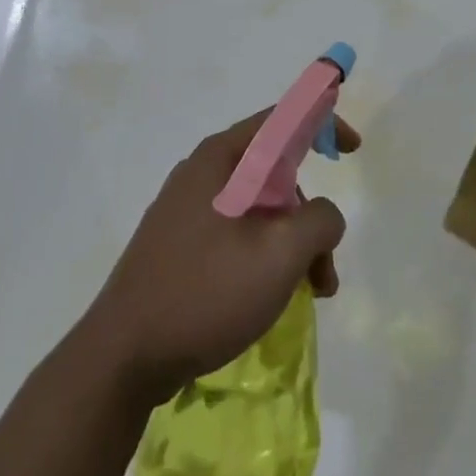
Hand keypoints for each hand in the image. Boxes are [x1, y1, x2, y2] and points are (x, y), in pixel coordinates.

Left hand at [84, 112, 359, 405]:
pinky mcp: (179, 244)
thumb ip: (319, 220)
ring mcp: (187, 209)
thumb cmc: (205, 292)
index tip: (352, 149)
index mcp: (222, 158)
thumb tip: (323, 215)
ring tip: (310, 293)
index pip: (282, 118)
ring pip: (259, 208)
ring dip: (292, 243)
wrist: (122, 357)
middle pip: (275, 171)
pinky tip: (274, 297)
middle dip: (310, 212)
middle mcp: (202, 173)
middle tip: (326, 262)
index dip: (322, 122)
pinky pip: (237, 233)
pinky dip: (266, 255)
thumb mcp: (279, 254)